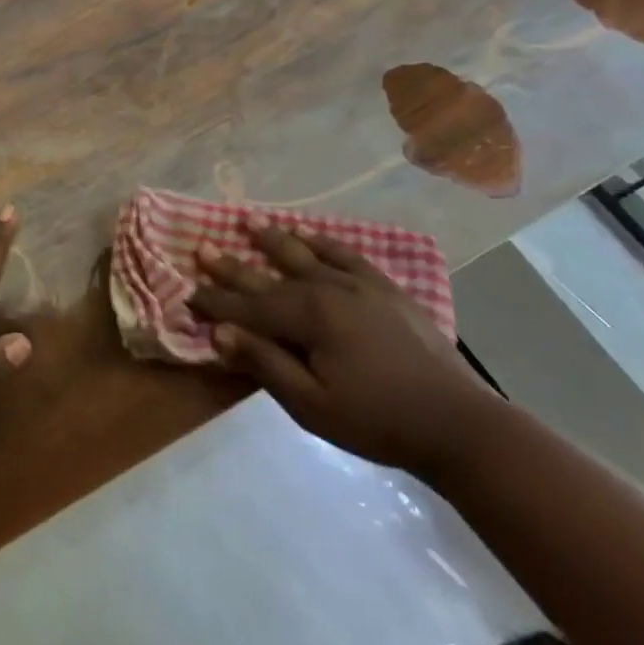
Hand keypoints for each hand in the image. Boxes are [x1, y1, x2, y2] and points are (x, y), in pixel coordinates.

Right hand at [188, 221, 497, 476]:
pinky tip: (310, 235)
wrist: (456, 423)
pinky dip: (323, 241)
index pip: (249, 306)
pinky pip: (346, 254)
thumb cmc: (377, 421)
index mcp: (309, 317)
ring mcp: (360, 284)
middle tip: (202, 246)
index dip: (216, 301)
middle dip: (233, 264)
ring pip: (306, 254)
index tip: (187, 292)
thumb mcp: (312, 404)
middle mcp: (329, 289)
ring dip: (274, 239)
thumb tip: (220, 333)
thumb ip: (265, 364)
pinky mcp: (385, 287)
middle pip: (271, 273)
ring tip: (248, 221)